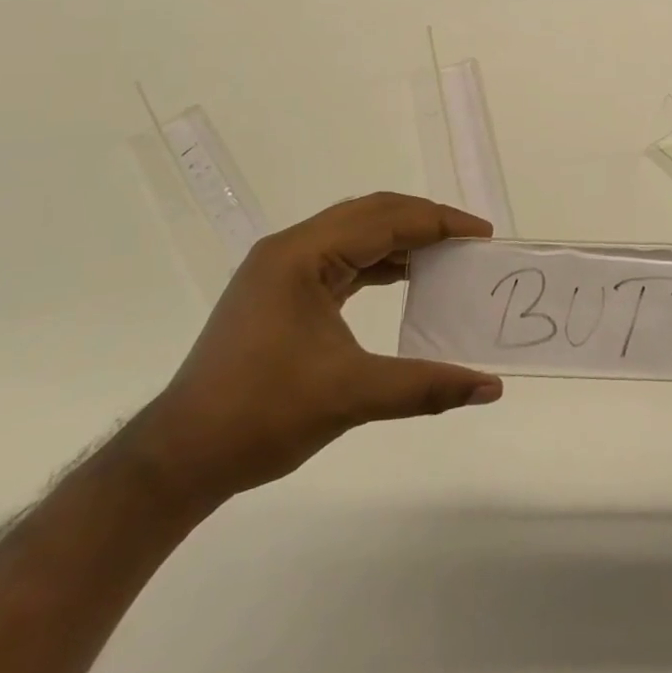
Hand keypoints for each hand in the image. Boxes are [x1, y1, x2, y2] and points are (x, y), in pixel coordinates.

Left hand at [131, 193, 502, 509]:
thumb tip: (491, 388)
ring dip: (402, 240)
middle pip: (371, 214)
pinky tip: (404, 279)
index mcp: (302, 255)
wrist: (180, 458)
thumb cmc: (261, 415)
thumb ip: (426, 385)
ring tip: (446, 256)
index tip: (482, 234)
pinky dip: (379, 262)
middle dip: (424, 221)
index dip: (439, 223)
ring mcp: (281, 269)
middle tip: (469, 241)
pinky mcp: (280, 291)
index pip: (385, 220)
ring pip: (354, 233)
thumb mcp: (351, 395)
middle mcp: (290, 249)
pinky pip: (341, 258)